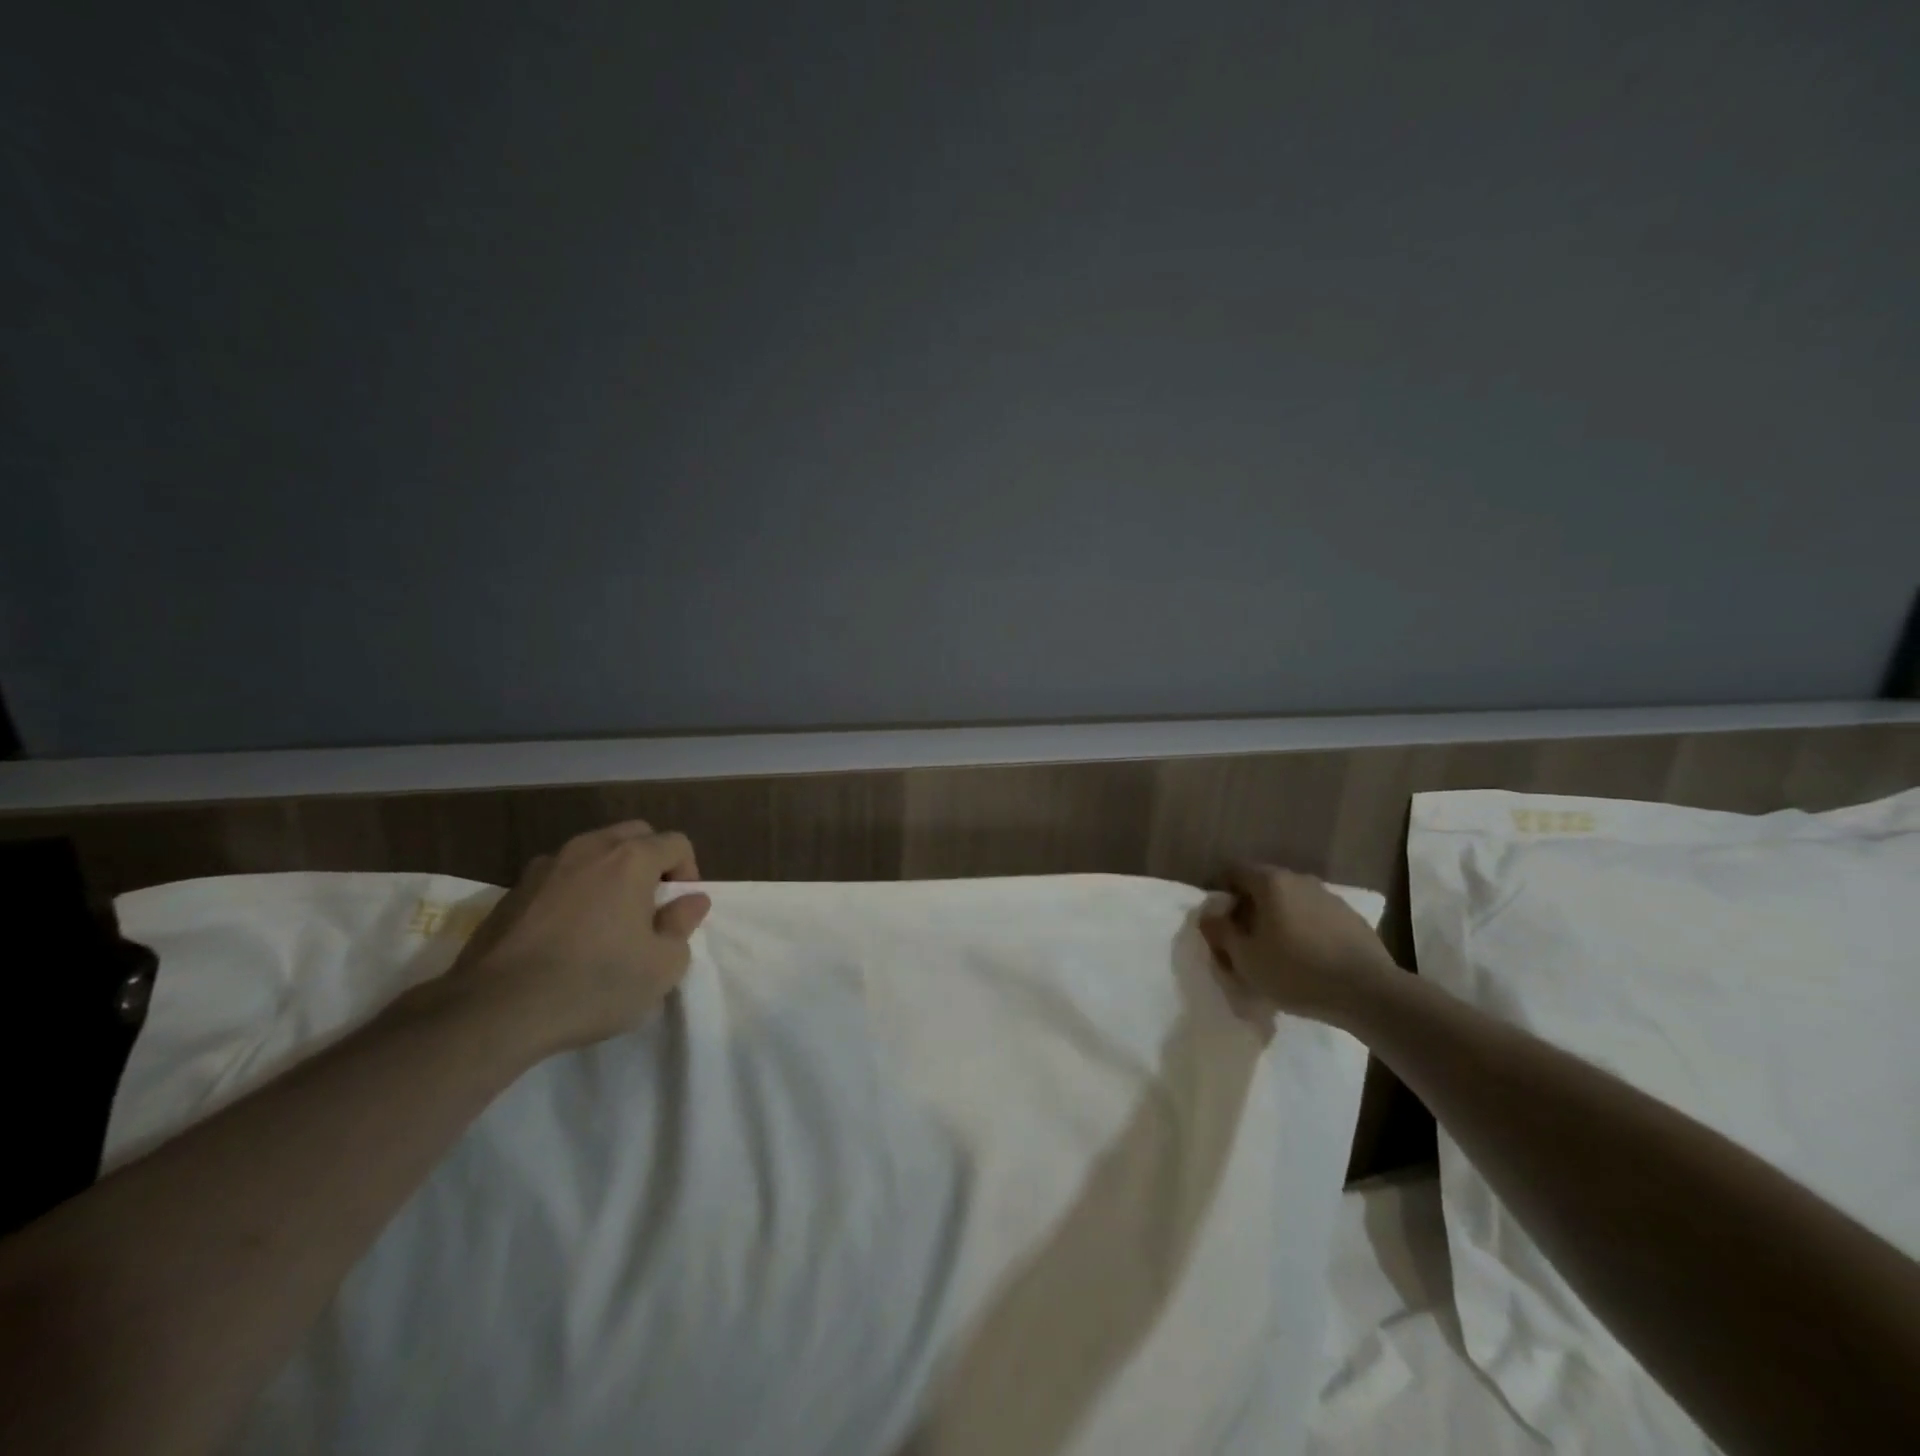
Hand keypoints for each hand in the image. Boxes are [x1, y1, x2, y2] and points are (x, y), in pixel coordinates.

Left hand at [446, 821, 710, 1052]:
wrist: (494, 1011)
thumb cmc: (593, 984)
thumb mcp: (661, 967)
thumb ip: (683, 925)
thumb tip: (692, 900)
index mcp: (631, 859)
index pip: (676, 843)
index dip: (688, 872)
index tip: (679, 911)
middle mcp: (588, 849)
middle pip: (634, 835)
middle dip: (651, 862)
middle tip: (649, 907)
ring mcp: (544, 867)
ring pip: (592, 853)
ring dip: (609, 875)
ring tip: (606, 921)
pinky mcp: (511, 892)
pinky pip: (558, 878)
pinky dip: (573, 893)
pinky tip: (565, 936)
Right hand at [1198, 864, 1397, 1025]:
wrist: (1368, 993)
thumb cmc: (1295, 971)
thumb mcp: (1244, 957)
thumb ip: (1220, 930)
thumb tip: (1209, 913)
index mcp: (1270, 882)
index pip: (1234, 871)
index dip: (1221, 892)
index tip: (1218, 920)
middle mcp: (1299, 879)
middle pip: (1264, 885)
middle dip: (1250, 907)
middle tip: (1244, 939)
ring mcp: (1329, 897)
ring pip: (1292, 901)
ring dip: (1279, 919)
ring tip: (1277, 952)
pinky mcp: (1352, 918)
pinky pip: (1316, 917)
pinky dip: (1305, 930)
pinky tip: (1308, 959)